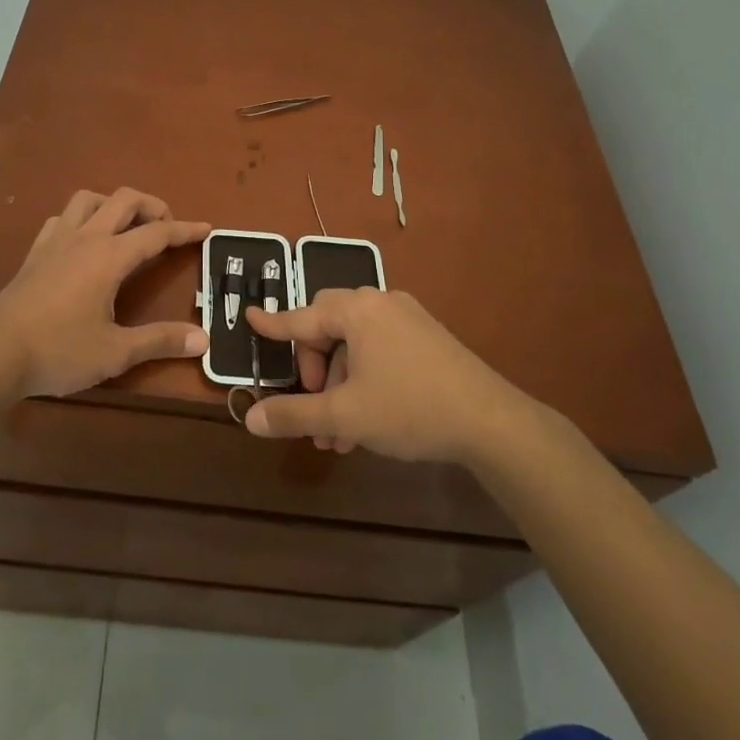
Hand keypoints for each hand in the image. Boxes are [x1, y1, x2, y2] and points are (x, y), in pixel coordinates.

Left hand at [0, 188, 208, 398]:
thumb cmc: (58, 351)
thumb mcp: (115, 352)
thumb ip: (160, 341)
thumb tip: (203, 340)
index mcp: (109, 257)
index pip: (156, 233)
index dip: (184, 230)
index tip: (205, 228)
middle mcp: (85, 238)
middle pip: (124, 200)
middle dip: (152, 206)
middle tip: (167, 227)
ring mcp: (56, 240)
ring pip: (89, 199)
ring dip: (113, 204)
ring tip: (126, 227)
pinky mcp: (35, 252)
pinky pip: (62, 218)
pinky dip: (81, 219)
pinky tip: (83, 240)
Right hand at [242, 289, 530, 464]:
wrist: (490, 420)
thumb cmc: (409, 409)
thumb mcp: (345, 416)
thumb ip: (294, 414)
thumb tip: (249, 418)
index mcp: (356, 310)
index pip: (301, 317)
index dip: (273, 324)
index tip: (250, 317)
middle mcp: (379, 303)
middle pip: (327, 328)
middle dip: (314, 370)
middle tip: (314, 406)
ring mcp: (407, 318)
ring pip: (355, 345)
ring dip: (339, 384)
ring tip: (339, 436)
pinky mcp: (426, 337)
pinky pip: (379, 348)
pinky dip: (364, 378)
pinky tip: (367, 421)